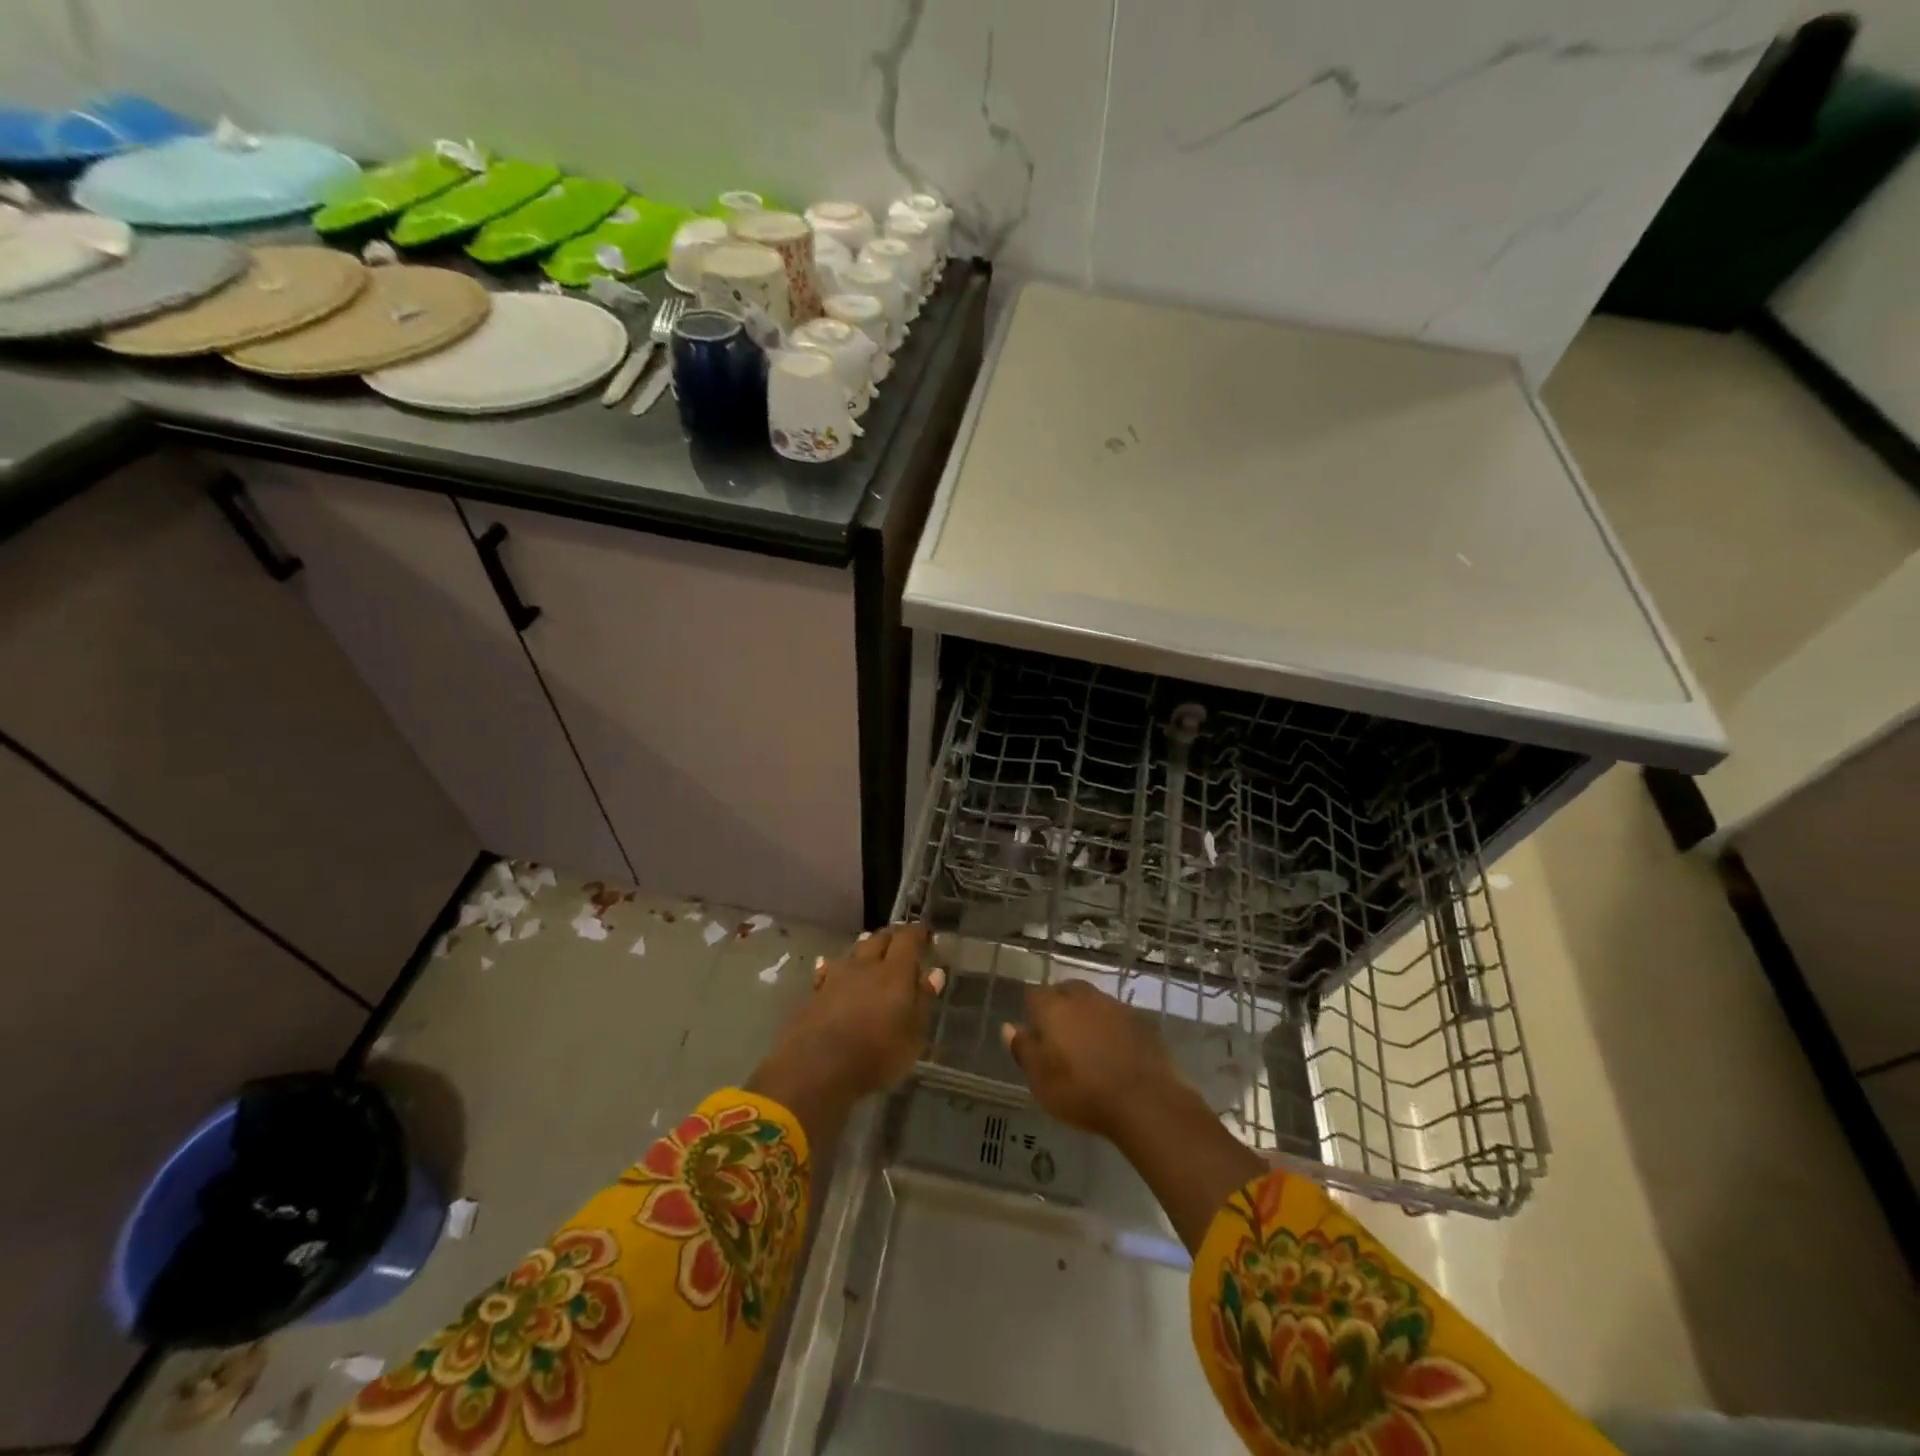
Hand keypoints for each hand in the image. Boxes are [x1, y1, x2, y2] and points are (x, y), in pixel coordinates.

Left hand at [747, 925, 943, 1143]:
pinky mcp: (815, 992)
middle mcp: (865, 966)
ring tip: (871, 948)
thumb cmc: (876, 1055)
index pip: (908, 939)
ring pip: (854, 951)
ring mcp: (836, 976)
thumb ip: (922, 1001)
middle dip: (892, 936)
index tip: (925, 932)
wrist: (816, 1068)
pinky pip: (829, 969)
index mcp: (895, 972)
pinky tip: (834, 969)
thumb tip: (934, 973)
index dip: (917, 932)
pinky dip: (838, 967)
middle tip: (900, 940)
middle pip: (879, 939)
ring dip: (865, 947)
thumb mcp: (912, 1036)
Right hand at [1005, 980, 1266, 1251]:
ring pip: (1093, 1001)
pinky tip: (1114, 1048)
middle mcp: (1083, 998)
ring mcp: (1114, 1006)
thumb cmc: (1082, 1092)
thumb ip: (1023, 1049)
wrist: (1144, 1101)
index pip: (1034, 994)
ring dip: (1086, 1014)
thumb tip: (1008, 1027)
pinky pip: (1116, 1016)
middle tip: (1059, 1034)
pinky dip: (1110, 1026)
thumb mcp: (1041, 1080)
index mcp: (1054, 1008)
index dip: (1032, 1010)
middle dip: (1060, 1004)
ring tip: (1087, 1042)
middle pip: (1066, 990)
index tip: (1033, 1030)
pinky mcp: (1140, 1020)